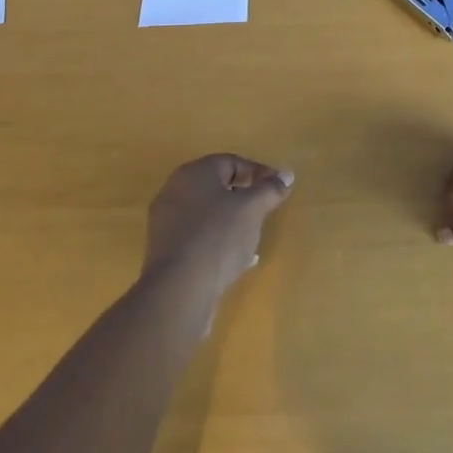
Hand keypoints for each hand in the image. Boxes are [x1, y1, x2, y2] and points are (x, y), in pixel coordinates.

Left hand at [143, 154, 294, 309]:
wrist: (179, 290)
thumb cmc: (218, 237)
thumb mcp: (252, 209)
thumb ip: (270, 189)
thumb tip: (286, 175)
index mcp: (194, 172)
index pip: (231, 162)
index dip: (258, 173)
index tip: (278, 188)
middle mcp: (175, 190)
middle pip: (217, 187)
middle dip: (244, 198)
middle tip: (264, 211)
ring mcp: (167, 221)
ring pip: (208, 213)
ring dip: (232, 222)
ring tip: (253, 238)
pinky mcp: (166, 250)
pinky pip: (198, 237)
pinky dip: (218, 241)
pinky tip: (236, 260)